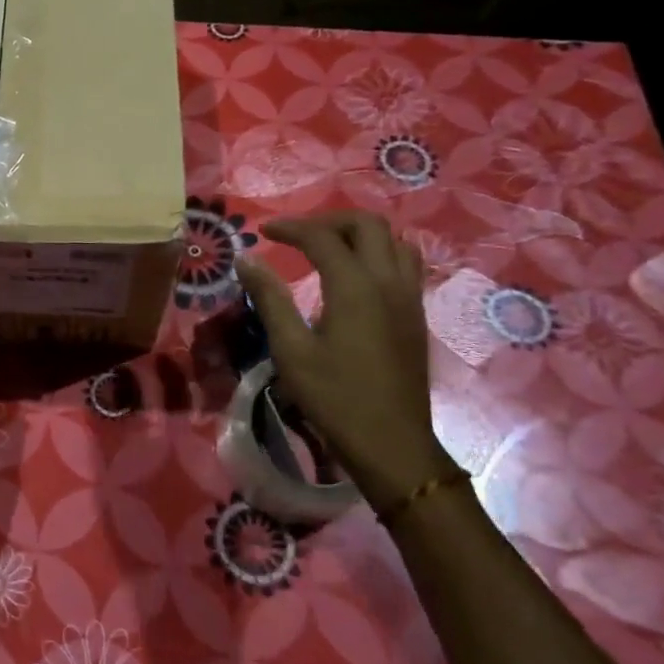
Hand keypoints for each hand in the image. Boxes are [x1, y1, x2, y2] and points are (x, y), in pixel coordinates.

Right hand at [235, 210, 453, 510]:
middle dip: (329, 220)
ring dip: (359, 234)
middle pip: (367, 225)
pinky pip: (405, 264)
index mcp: (355, 287)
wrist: (391, 443)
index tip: (261, 232)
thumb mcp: (291, 349)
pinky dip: (378, 254)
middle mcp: (388, 281)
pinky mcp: (416, 315)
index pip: (322, 237)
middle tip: (297, 235)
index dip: (289, 227)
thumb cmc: (334, 397)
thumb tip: (246, 259)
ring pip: (394, 241)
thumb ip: (269, 298)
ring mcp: (409, 297)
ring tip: (328, 249)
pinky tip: (355, 277)